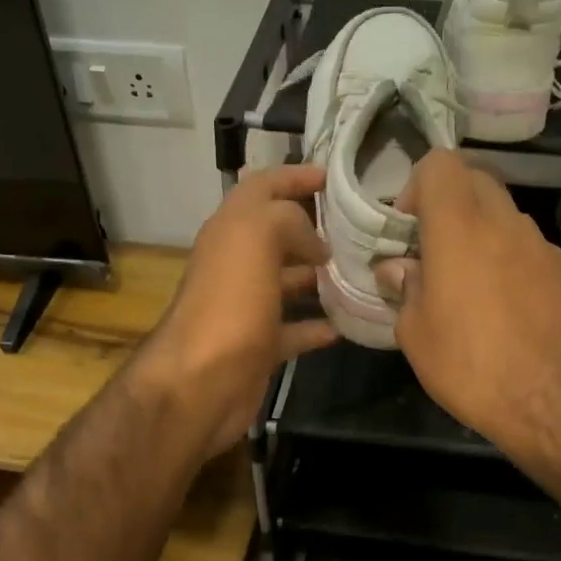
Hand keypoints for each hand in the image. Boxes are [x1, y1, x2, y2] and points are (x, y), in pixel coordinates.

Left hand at [135, 164, 337, 458]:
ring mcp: (246, 307)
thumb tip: (314, 241)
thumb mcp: (256, 239)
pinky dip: (317, 326)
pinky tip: (345, 325)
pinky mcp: (258, 346)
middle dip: (314, 228)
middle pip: (277, 235)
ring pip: (287, 281)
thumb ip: (288, 219)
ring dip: (319, 276)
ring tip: (360, 273)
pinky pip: (294, 330)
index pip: (262, 188)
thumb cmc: (229, 305)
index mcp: (231, 231)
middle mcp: (236, 264)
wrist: (200, 384)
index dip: (294, 176)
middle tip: (357, 229)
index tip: (333, 178)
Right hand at [374, 152, 560, 454]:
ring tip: (467, 286)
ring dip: (479, 233)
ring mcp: (542, 246)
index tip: (408, 229)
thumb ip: (404, 288)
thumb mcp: (416, 335)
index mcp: (460, 228)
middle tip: (432, 252)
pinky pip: (527, 248)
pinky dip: (508, 259)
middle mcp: (505, 224)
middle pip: (475, 181)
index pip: (440, 164)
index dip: (417, 186)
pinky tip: (504, 308)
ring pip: (503, 215)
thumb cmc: (472, 367)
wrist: (557, 404)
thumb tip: (398, 267)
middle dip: (448, 204)